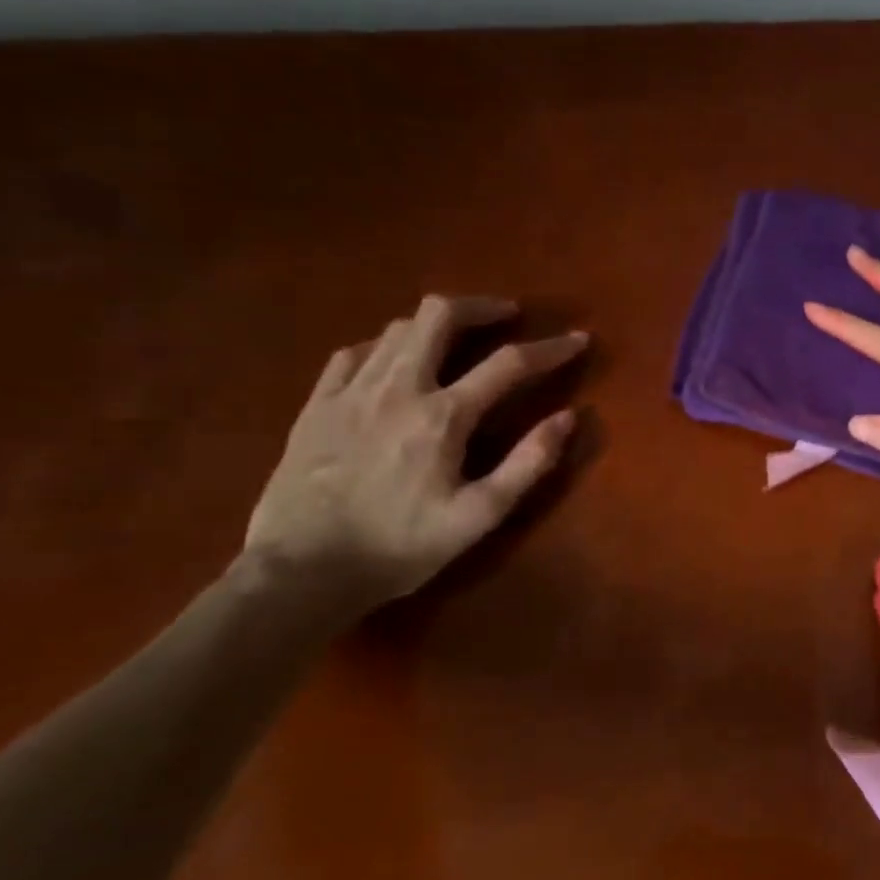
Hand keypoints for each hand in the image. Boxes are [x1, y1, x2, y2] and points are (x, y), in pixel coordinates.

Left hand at [245, 295, 588, 607]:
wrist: (301, 572)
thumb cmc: (401, 547)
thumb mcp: (479, 516)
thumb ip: (529, 463)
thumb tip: (569, 417)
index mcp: (443, 416)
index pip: (510, 363)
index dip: (551, 348)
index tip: (578, 339)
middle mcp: (398, 388)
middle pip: (440, 315)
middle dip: (481, 306)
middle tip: (507, 316)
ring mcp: (351, 391)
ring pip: (398, 327)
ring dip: (436, 323)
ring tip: (457, 338)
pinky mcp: (317, 403)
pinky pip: (355, 352)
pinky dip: (386, 345)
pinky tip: (395, 361)